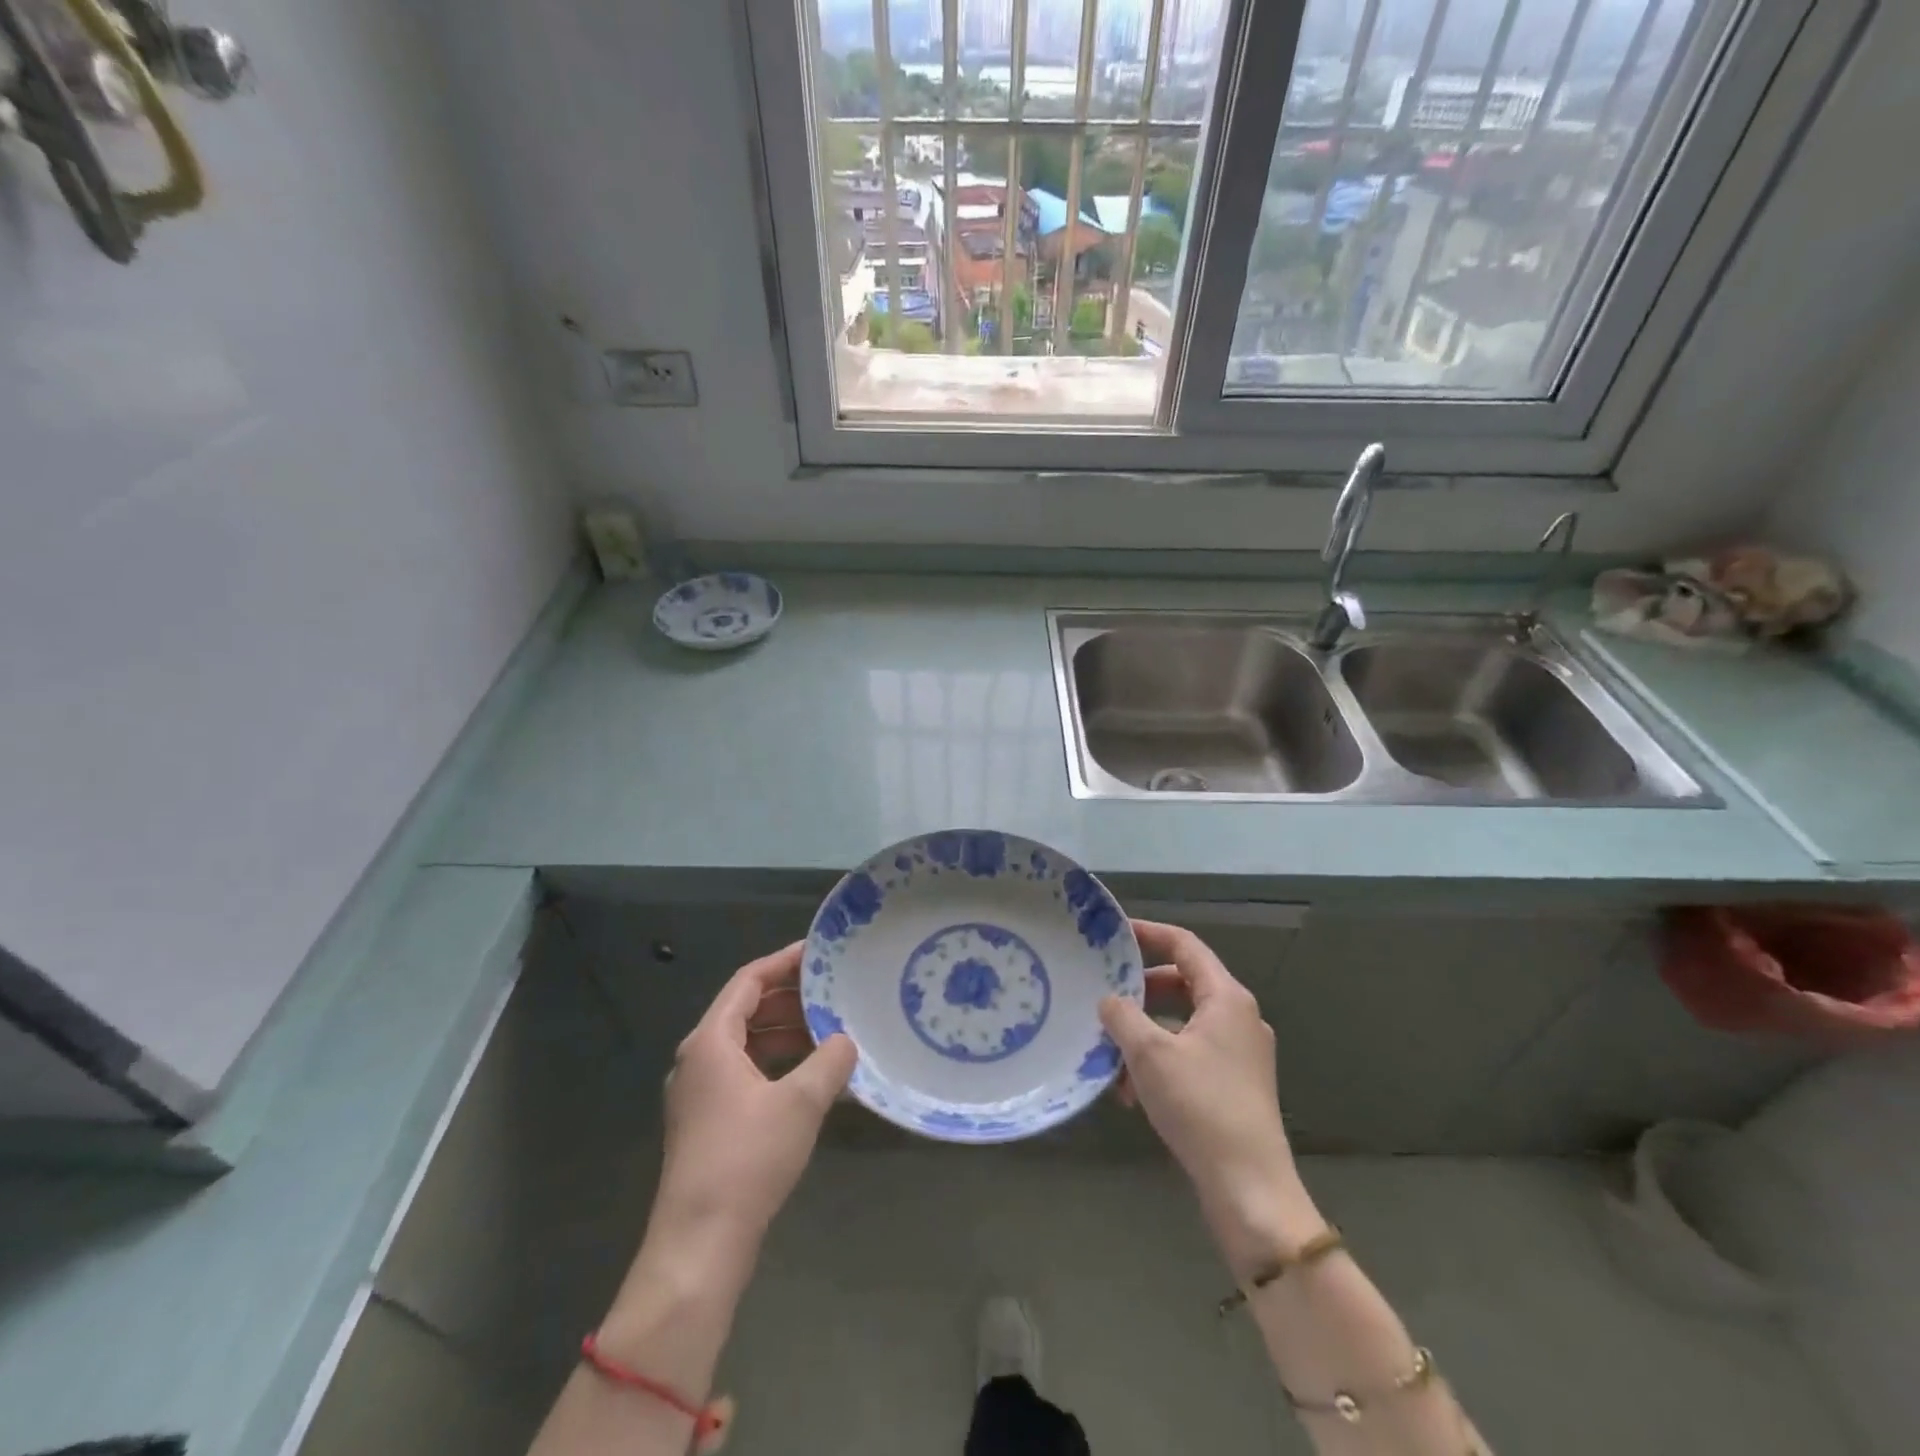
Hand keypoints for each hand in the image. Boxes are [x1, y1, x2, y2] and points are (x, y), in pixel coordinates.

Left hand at [647, 943, 856, 1276]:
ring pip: (746, 1044)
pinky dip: (776, 1064)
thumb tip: (845, 1040)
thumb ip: (830, 1061)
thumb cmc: (747, 1159)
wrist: (699, 1244)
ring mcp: (699, 1093)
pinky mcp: (706, 1122)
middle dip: (790, 999)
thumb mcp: (801, 1102)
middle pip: (746, 1010)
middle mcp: (698, 1059)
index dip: (784, 962)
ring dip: (785, 1034)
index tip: (819, 954)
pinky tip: (811, 1078)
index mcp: (711, 1041)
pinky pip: (745, 1073)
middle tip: (832, 992)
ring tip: (829, 1033)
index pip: (749, 981)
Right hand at [1100, 921, 1320, 1278]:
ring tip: (1110, 1056)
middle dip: (1140, 990)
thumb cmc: (1200, 1106)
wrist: (1250, 1189)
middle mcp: (1239, 1018)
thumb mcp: (1149, 1053)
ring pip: (1183, 1024)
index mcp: (1227, 998)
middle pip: (1183, 983)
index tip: (1114, 935)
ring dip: (1145, 1032)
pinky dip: (1160, 1061)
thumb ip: (1122, 1016)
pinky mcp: (1236, 1086)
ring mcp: (1241, 1054)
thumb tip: (1109, 1000)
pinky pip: (1190, 1054)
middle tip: (1105, 996)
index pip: (1185, 946)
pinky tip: (1130, 1092)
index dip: (1149, 934)